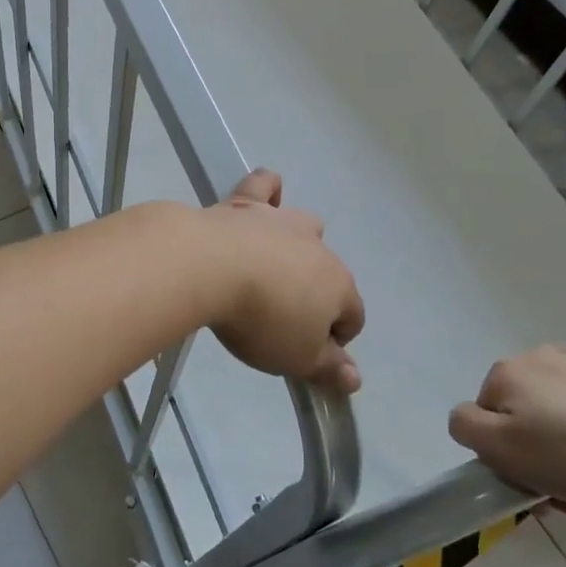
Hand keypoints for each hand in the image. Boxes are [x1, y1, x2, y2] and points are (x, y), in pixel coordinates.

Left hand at [198, 170, 364, 393]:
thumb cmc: (260, 319)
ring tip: (273, 267)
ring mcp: (281, 220)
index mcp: (338, 285)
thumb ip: (328, 368)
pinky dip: (268, 190)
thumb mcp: (296, 358)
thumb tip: (355, 379)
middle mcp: (317, 246)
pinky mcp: (245, 203)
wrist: (210, 267)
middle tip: (281, 317)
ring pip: (305, 226)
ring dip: (298, 245)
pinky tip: (265, 197)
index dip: (336, 338)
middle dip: (315, 293)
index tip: (307, 354)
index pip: (352, 315)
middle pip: (328, 272)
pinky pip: (265, 186)